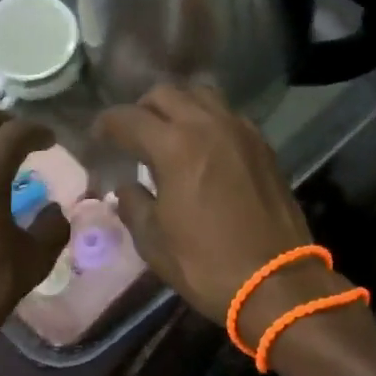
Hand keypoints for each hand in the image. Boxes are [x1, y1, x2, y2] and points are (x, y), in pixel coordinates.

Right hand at [93, 85, 321, 323]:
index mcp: (175, 146)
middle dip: (141, 109)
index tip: (98, 137)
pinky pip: (228, 114)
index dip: (106, 124)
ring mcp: (240, 130)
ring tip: (169, 133)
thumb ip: (133, 204)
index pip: (128, 118)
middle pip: (165, 94)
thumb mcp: (154, 242)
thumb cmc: (207, 264)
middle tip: (133, 135)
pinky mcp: (262, 144)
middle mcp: (208, 125)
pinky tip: (204, 146)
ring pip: (201, 95)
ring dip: (178, 106)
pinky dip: (208, 119)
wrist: (277, 282)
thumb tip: (127, 187)